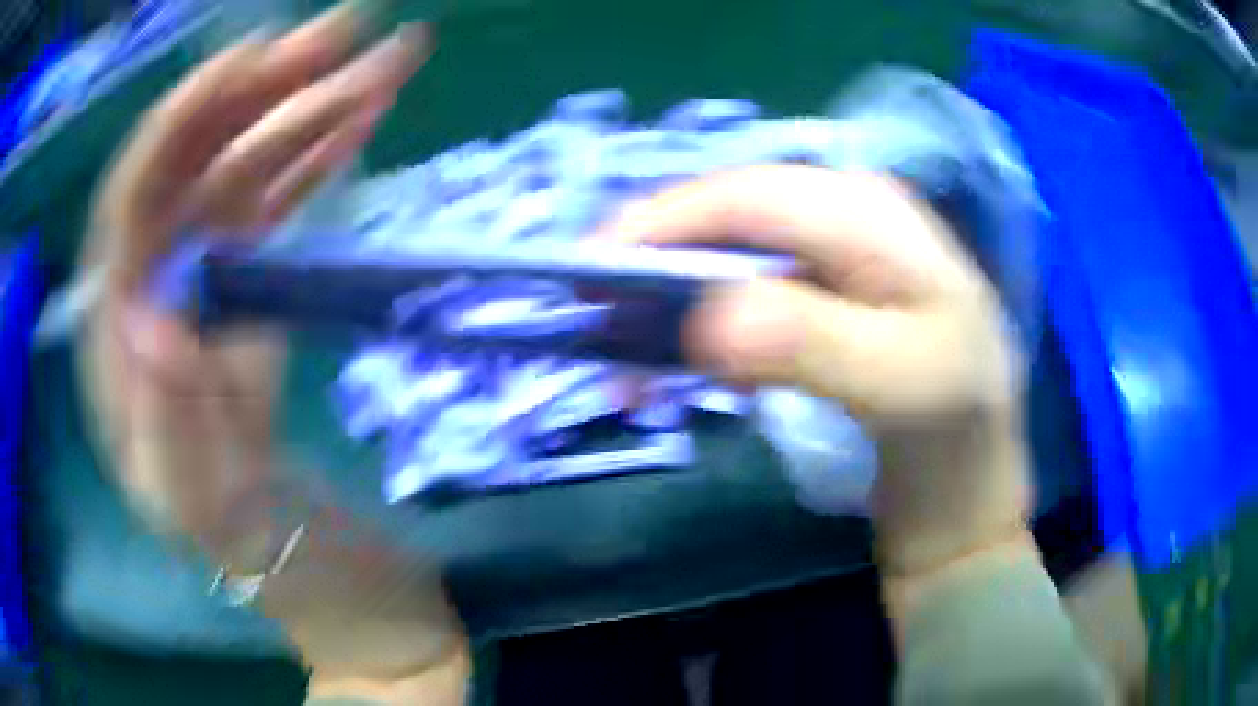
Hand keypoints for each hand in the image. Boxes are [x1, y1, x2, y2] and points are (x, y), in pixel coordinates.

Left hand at [78, 2, 465, 685]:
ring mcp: (211, 289)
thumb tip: (155, 317)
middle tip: (350, 31)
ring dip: (315, 110)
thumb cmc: (268, 557)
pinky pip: (285, 207)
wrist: (328, 581)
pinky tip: (365, 120)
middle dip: (268, 90)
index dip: (185, 119)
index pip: (133, 200)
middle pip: (200, 165)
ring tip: (387, 60)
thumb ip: (169, 427)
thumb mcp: (209, 514)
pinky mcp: (259, 297)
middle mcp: (155, 296)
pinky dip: (324, 158)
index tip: (257, 59)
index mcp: (120, 347)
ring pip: (253, 173)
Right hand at [598, 166, 1031, 574]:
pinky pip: (739, 288)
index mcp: (869, 210)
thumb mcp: (901, 385)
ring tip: (628, 364)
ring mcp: (828, 246)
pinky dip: (697, 325)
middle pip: (725, 217)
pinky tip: (681, 366)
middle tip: (595, 321)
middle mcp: (844, 207)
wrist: (969, 464)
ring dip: (668, 302)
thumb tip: (704, 321)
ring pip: (724, 253)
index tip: (589, 271)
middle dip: (653, 265)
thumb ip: (813, 344)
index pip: (747, 195)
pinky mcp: (816, 288)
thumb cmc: (950, 423)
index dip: (660, 223)